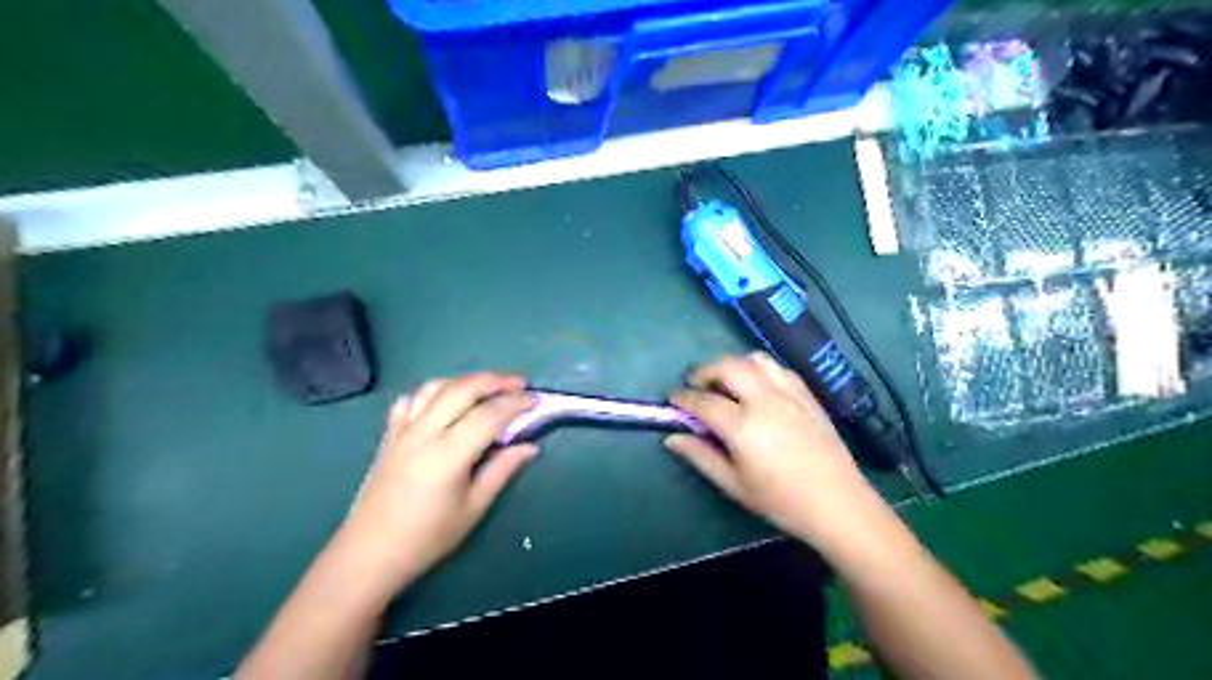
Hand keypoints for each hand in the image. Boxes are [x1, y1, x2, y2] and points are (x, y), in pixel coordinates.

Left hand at [331, 371, 535, 599]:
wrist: (369, 553)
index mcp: (449, 453)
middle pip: (463, 389)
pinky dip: (432, 392)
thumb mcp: (473, 508)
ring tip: (487, 387)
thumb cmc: (427, 537)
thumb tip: (530, 447)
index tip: (536, 400)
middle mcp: (425, 432)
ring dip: (465, 380)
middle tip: (519, 383)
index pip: (490, 414)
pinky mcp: (389, 435)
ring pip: (436, 387)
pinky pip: (411, 400)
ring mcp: (403, 430)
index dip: (516, 403)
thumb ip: (502, 470)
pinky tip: (443, 400)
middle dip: (495, 380)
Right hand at [668, 353, 887, 543]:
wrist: (838, 503)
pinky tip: (757, 387)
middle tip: (695, 384)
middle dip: (705, 370)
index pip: (703, 401)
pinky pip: (778, 368)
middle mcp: (764, 400)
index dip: (682, 397)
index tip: (671, 397)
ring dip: (733, 365)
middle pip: (727, 367)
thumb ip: (701, 457)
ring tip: (725, 382)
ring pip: (754, 360)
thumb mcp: (735, 485)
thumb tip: (671, 439)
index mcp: (743, 427)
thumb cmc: (781, 501)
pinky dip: (759, 369)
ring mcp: (789, 394)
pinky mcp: (807, 395)